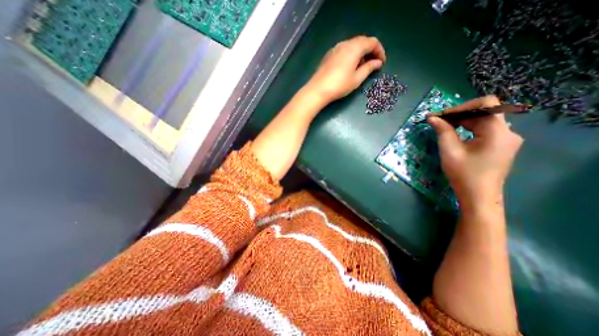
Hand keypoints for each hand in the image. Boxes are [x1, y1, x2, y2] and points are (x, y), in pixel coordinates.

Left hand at [302, 34, 385, 102]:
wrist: (318, 90)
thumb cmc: (339, 85)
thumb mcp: (357, 79)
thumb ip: (369, 68)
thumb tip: (377, 63)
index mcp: (354, 47)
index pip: (372, 42)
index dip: (379, 51)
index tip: (381, 63)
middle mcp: (345, 44)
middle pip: (362, 42)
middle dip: (370, 51)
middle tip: (373, 64)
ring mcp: (335, 48)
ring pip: (352, 45)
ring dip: (360, 54)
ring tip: (362, 68)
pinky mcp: (329, 55)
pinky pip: (344, 50)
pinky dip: (351, 55)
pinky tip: (349, 67)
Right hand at [425, 96, 525, 207]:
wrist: (478, 196)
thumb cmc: (463, 174)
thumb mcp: (450, 151)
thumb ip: (443, 131)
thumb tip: (432, 117)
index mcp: (498, 132)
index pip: (486, 105)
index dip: (461, 106)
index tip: (441, 115)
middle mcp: (508, 132)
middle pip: (484, 112)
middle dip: (458, 114)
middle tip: (436, 120)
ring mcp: (506, 139)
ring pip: (483, 120)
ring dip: (462, 121)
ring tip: (442, 126)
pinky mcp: (501, 145)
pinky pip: (484, 129)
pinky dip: (468, 128)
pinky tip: (454, 133)